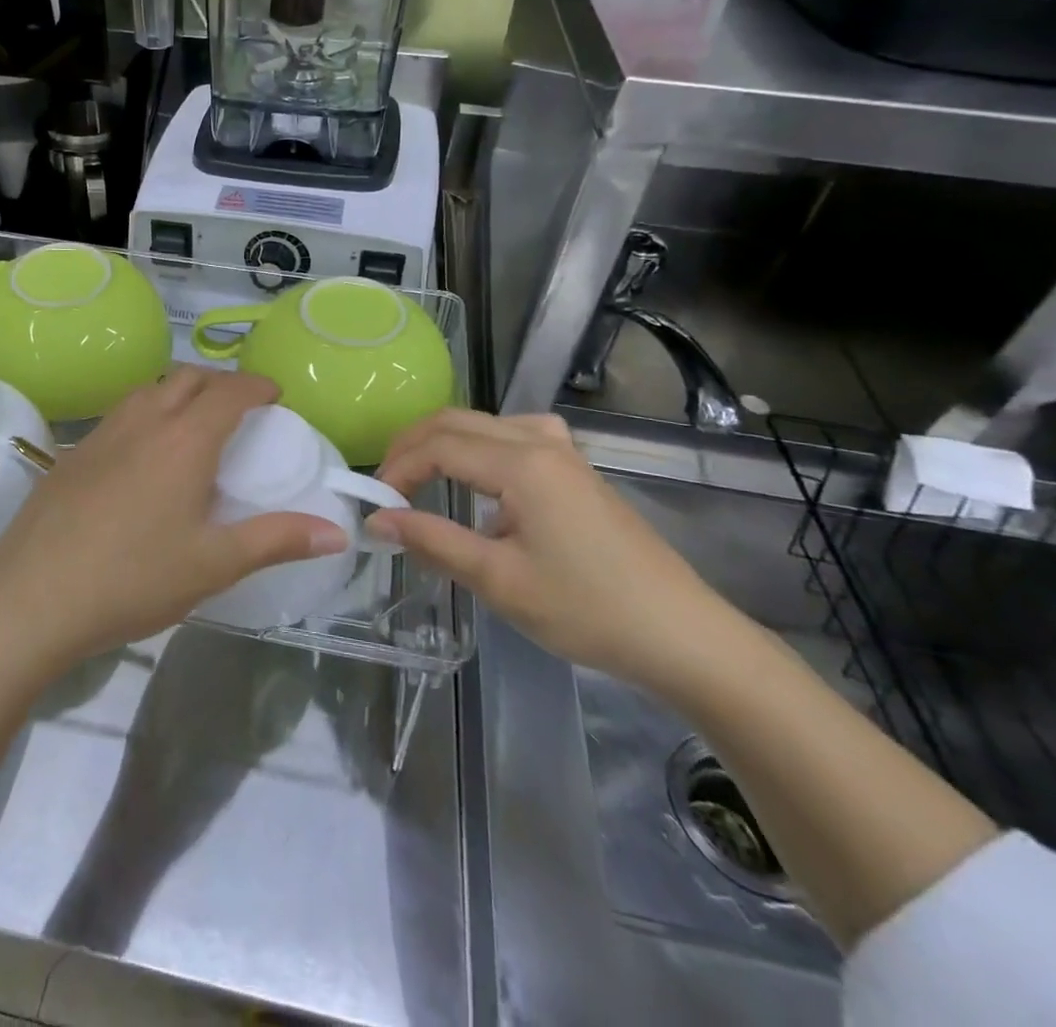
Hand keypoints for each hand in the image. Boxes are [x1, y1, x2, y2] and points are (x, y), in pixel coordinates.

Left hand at [0, 368, 349, 670]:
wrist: (31, 598)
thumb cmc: (133, 579)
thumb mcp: (214, 564)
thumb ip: (277, 540)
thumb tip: (337, 532)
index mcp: (185, 440)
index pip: (230, 391)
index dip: (257, 386)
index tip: (275, 394)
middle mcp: (144, 421)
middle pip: (188, 377)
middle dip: (220, 382)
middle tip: (239, 409)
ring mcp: (101, 433)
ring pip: (148, 390)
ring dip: (178, 392)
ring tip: (193, 425)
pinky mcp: (72, 454)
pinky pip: (120, 414)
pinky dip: (146, 414)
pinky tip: (142, 457)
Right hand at [367, 410, 735, 687]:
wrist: (681, 634)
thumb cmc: (587, 609)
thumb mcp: (499, 581)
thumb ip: (433, 541)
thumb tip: (378, 520)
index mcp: (522, 463)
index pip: (439, 445)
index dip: (398, 468)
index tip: (375, 504)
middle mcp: (540, 441)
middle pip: (457, 421)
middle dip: (412, 446)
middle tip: (386, 486)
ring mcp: (563, 451)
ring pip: (484, 423)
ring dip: (443, 442)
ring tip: (419, 478)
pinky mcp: (575, 469)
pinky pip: (512, 436)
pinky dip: (478, 447)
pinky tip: (481, 480)